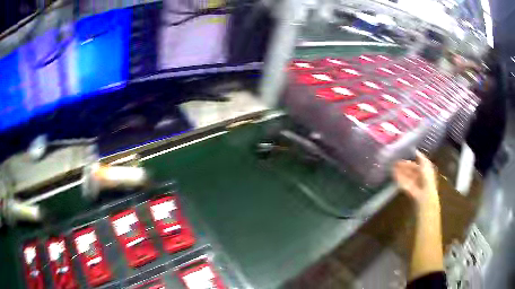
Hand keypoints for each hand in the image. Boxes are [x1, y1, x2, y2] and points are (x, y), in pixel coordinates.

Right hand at [393, 151, 437, 203]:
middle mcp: (419, 176)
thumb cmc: (427, 178)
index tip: (403, 154)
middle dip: (403, 165)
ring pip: (405, 175)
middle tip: (395, 160)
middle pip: (410, 170)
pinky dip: (398, 178)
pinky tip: (393, 173)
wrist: (424, 195)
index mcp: (425, 170)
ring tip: (392, 166)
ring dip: (400, 171)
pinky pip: (402, 182)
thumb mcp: (426, 164)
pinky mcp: (407, 189)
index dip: (411, 159)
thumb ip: (420, 157)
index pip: (417, 164)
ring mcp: (412, 183)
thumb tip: (415, 150)